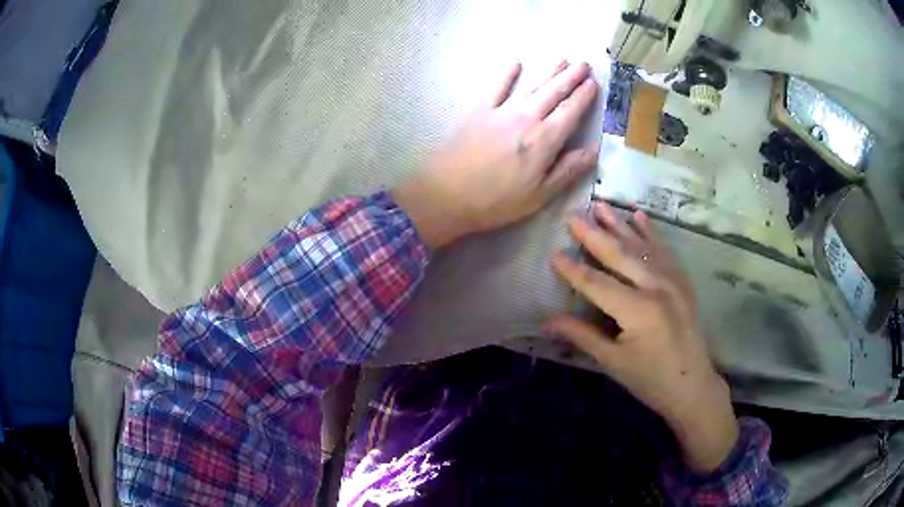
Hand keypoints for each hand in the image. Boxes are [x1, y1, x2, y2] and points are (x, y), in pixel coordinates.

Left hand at [393, 60, 599, 248]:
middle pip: (554, 92)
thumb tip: (593, 152)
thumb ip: (567, 171)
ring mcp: (501, 111)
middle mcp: (527, 118)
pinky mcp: (478, 110)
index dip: (584, 96)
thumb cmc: (496, 201)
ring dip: (548, 71)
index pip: (571, 111)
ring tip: (562, 58)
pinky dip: (505, 73)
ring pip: (531, 85)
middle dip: (571, 76)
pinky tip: (514, 61)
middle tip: (584, 63)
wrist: (447, 194)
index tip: (593, 83)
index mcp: (545, 140)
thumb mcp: (539, 195)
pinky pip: (495, 86)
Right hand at [547, 202, 738, 472]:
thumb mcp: (613, 362)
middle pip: (619, 255)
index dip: (573, 270)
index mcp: (637, 310)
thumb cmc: (650, 379)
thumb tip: (547, 322)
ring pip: (642, 246)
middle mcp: (656, 287)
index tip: (553, 253)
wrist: (692, 385)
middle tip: (573, 216)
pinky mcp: (682, 281)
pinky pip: (665, 250)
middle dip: (594, 235)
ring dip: (620, 225)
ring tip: (601, 206)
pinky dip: (651, 232)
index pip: (597, 283)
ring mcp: (673, 280)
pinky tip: (640, 216)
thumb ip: (582, 336)